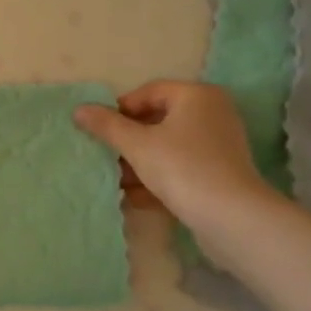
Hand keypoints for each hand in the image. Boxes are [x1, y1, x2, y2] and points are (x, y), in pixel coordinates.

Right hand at [74, 81, 269, 227]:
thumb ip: (107, 126)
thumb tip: (79, 109)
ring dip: (140, 163)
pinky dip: (159, 178)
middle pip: (158, 120)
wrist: (232, 218)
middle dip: (129, 140)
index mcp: (197, 96)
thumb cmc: (182, 168)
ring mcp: (219, 145)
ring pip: (168, 147)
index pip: (149, 92)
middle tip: (105, 155)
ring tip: (115, 180)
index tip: (99, 130)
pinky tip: (134, 197)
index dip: (120, 110)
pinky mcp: (220, 174)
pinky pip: (181, 167)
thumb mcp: (137, 145)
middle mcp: (212, 114)